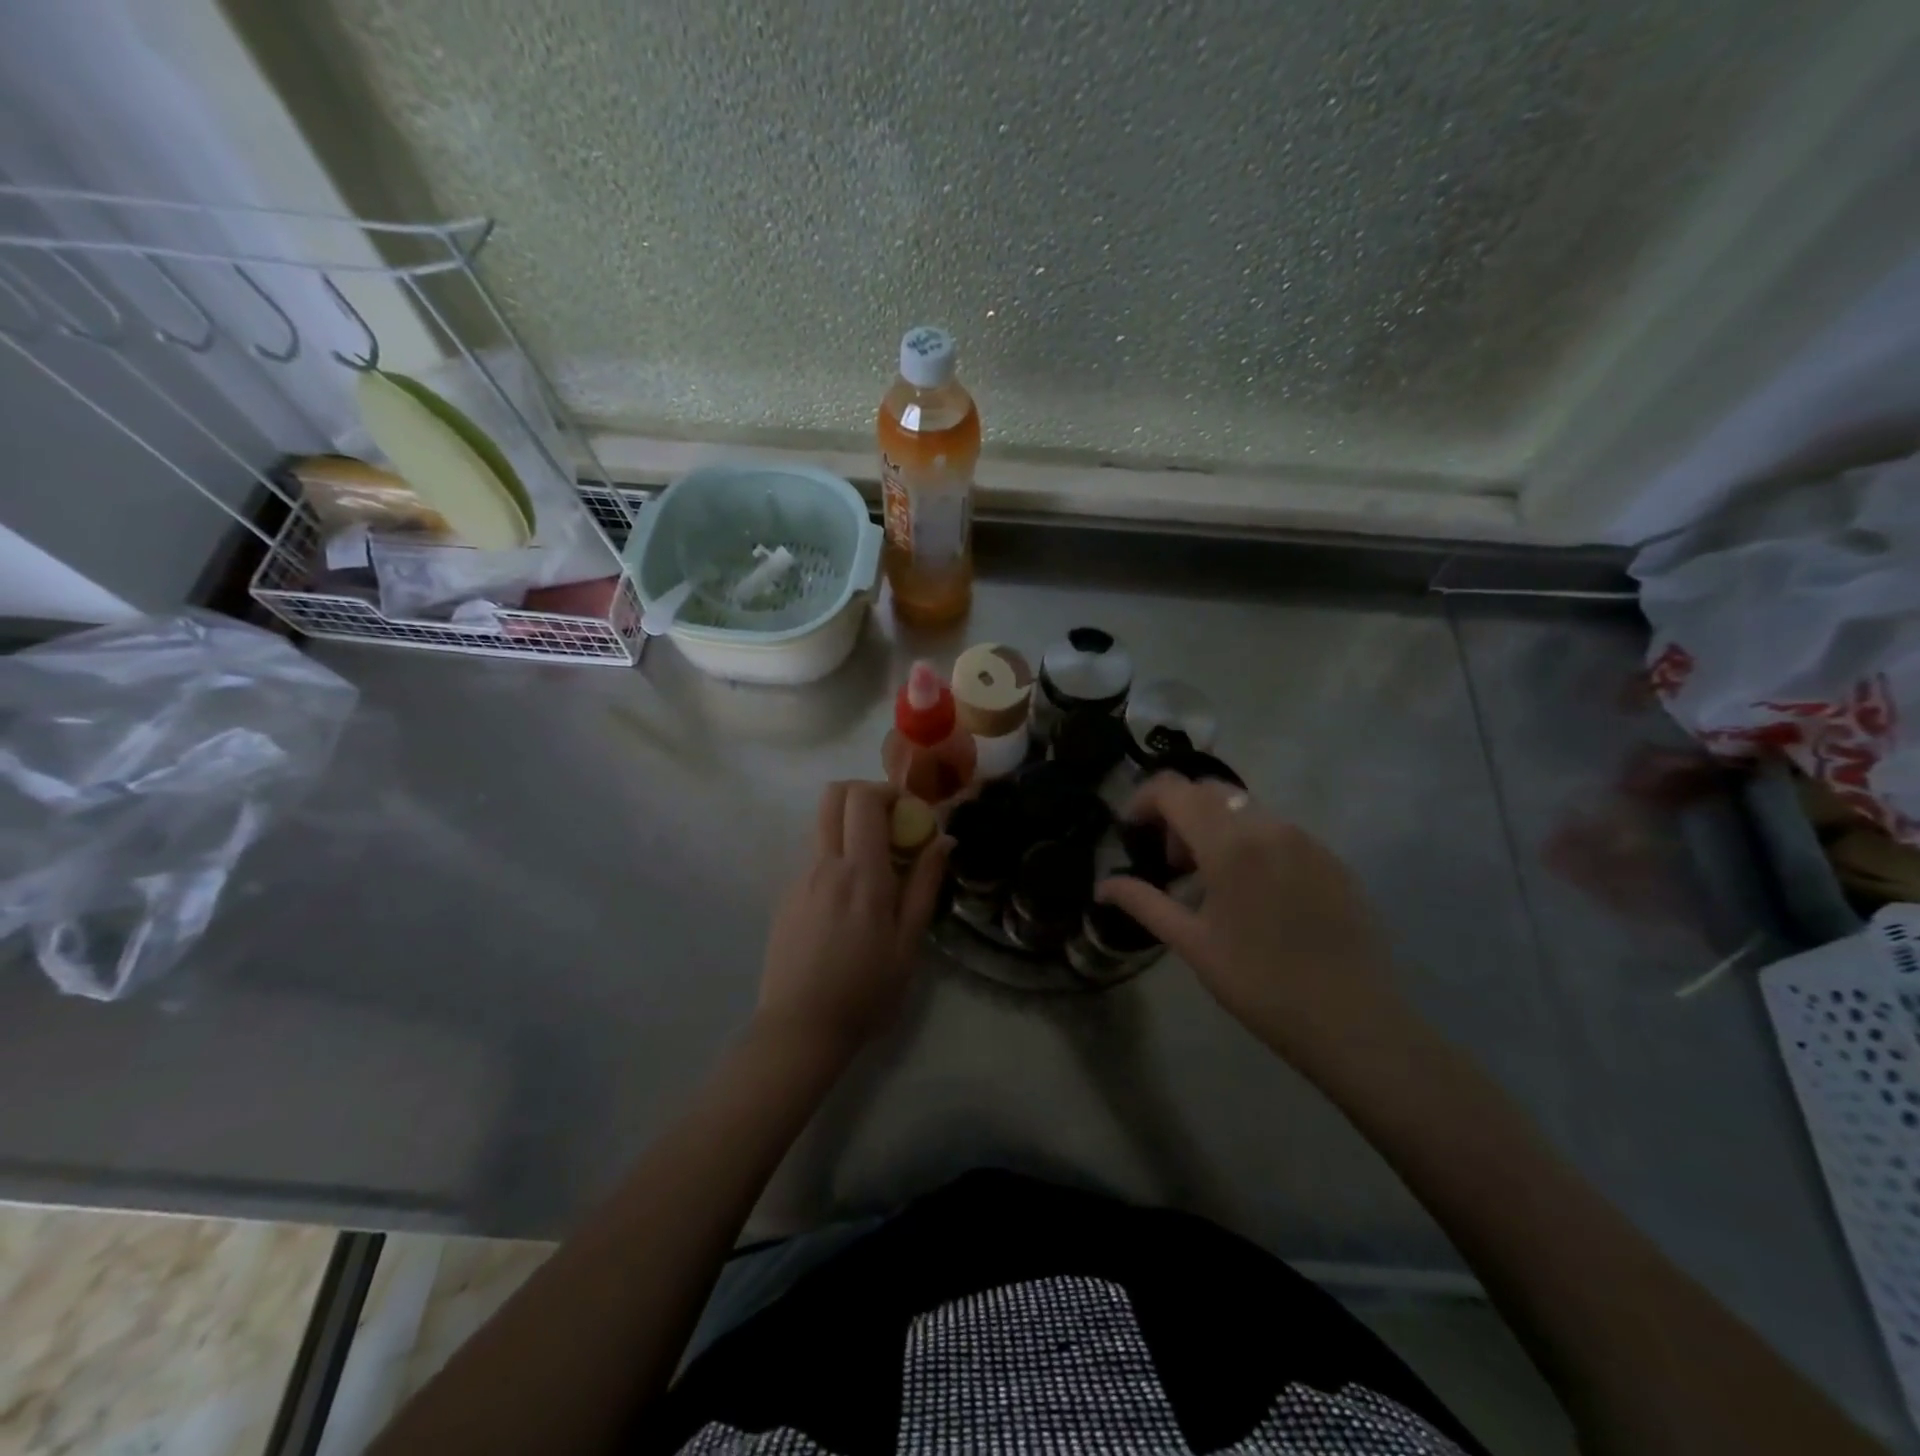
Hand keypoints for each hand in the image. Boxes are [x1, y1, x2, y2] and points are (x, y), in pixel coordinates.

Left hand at [756, 781, 949, 1055]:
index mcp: (861, 873)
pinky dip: (835, 853)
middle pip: (833, 795)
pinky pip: (813, 855)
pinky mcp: (786, 895)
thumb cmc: (866, 990)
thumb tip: (944, 839)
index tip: (911, 814)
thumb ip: (925, 884)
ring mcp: (799, 878)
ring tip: (875, 864)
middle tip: (891, 823)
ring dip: (849, 824)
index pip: (863, 798)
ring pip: (821, 823)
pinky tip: (849, 898)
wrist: (800, 1029)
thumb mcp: (908, 942)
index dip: (889, 791)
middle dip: (864, 794)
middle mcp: (824, 864)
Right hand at [1098, 775, 1403, 1065]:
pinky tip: (1255, 893)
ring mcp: (1307, 839)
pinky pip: (1278, 831)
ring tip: (1212, 882)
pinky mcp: (1332, 859)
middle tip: (1172, 864)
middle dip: (1178, 815)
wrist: (1354, 1022)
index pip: (1174, 789)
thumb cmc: (1260, 984)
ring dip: (1215, 828)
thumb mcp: (1192, 944)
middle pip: (1208, 791)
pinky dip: (1251, 843)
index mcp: (1230, 843)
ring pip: (1245, 808)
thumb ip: (1143, 902)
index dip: (1143, 800)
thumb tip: (1102, 886)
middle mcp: (1269, 826)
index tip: (1131, 832)